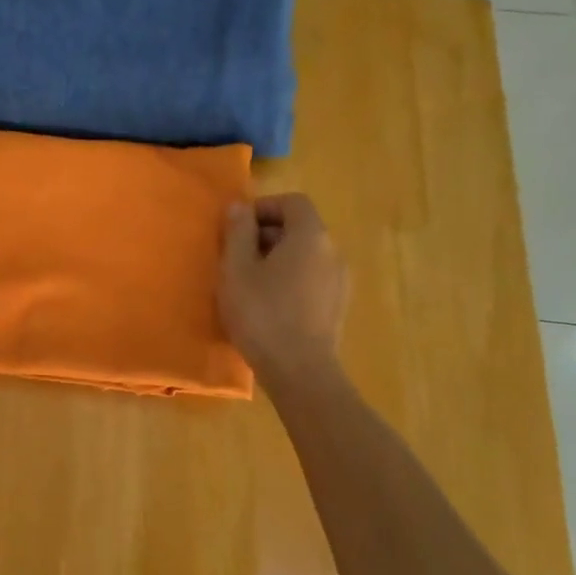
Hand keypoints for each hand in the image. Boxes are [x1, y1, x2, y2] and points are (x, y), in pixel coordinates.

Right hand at [218, 192, 348, 383]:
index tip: (237, 228)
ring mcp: (339, 281)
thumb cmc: (262, 314)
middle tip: (236, 257)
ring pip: (305, 255)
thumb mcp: (236, 269)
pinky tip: (268, 305)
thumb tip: (240, 207)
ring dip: (276, 259)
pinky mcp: (336, 306)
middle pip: (300, 228)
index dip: (264, 208)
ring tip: (248, 283)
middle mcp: (332, 252)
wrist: (300, 372)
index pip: (293, 202)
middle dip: (266, 234)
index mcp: (311, 236)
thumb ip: (237, 232)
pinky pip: (311, 278)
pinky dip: (289, 279)